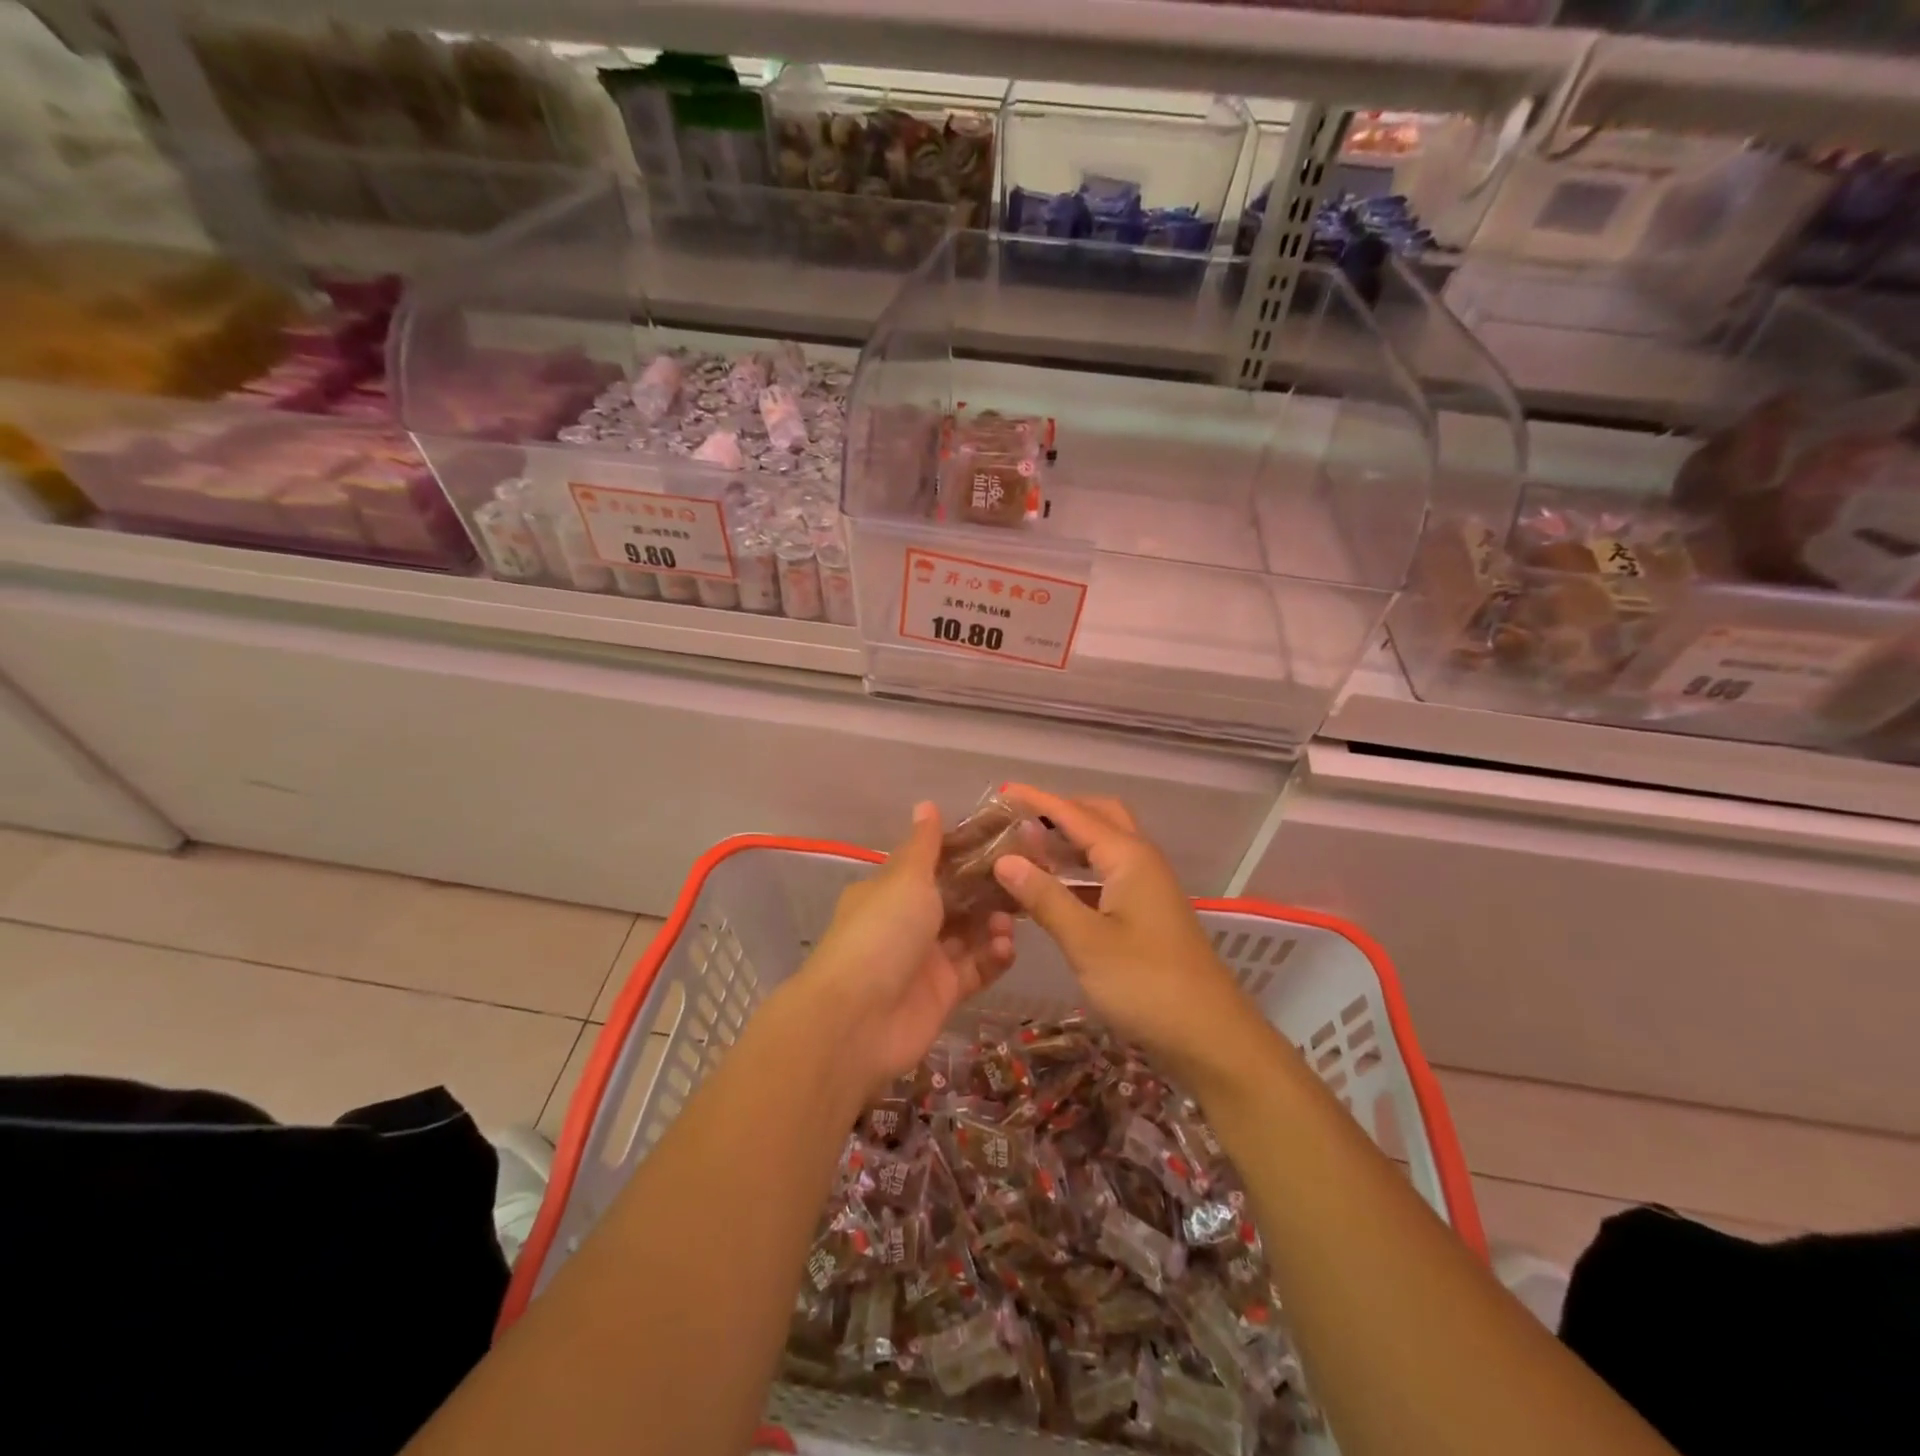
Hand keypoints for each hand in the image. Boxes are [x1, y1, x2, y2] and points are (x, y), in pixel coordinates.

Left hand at [802, 802, 1014, 1089]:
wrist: (858, 1021)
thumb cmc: (882, 933)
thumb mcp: (904, 879)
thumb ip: (924, 846)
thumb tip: (926, 804)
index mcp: (891, 891)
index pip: (934, 864)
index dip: (967, 853)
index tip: (1005, 842)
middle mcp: (907, 922)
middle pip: (956, 900)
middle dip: (988, 890)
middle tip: (1024, 878)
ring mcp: (925, 960)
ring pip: (969, 935)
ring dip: (992, 924)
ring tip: (1009, 919)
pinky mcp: (943, 994)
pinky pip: (975, 970)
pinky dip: (993, 958)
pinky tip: (1006, 947)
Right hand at [990, 786, 1270, 1085]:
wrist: (1211, 1036)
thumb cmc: (1147, 984)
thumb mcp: (1087, 941)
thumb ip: (1044, 897)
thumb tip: (1004, 860)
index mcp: (1129, 857)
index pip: (1075, 814)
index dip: (1037, 801)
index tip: (1001, 792)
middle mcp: (1141, 861)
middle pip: (1099, 817)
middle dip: (1059, 812)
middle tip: (1018, 822)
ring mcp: (1147, 887)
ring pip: (1104, 847)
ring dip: (1068, 842)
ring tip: (1026, 849)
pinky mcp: (1147, 913)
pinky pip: (1107, 874)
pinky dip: (1078, 872)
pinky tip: (1052, 890)